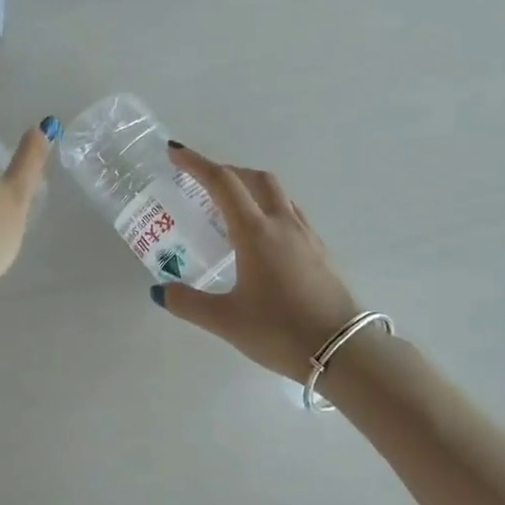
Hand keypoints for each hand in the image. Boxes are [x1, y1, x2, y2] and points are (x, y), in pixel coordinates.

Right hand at [153, 142, 363, 381]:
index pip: (222, 183)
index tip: (176, 153)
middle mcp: (283, 224)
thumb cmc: (280, 331)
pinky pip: (292, 214)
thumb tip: (159, 291)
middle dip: (227, 171)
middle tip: (203, 182)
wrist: (345, 352)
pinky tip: (263, 238)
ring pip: (279, 194)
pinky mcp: (322, 252)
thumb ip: (188, 303)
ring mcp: (307, 236)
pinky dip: (270, 209)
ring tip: (231, 207)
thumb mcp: (226, 321)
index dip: (196, 164)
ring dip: (252, 188)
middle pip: (256, 178)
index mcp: (255, 232)